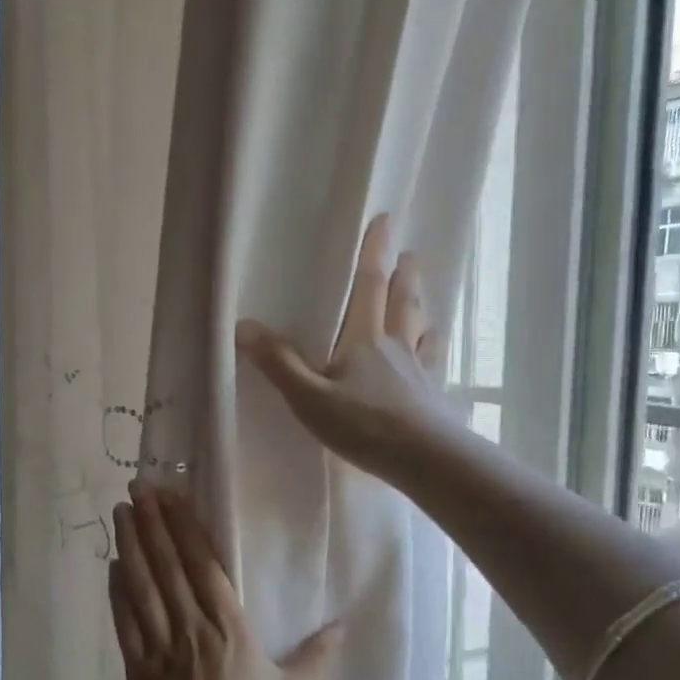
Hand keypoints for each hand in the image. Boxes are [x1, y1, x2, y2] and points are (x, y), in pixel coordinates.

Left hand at [109, 480, 340, 679]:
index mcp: (229, 627)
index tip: (170, 496)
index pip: (203, 564)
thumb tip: (346, 624)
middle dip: (152, 524)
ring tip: (121, 514)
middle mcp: (190, 627)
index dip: (185, 528)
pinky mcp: (139, 671)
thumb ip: (318, 657)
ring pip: (142, 588)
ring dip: (130, 548)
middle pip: (167, 566)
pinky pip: (125, 624)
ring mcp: (160, 648)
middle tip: (137, 487)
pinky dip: (117, 594)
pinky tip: (111, 568)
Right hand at [234, 213, 456, 484]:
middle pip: (402, 302)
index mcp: (364, 340)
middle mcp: (395, 346)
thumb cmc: (363, 425)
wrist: (423, 458)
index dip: (373, 253)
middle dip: (404, 276)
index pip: (369, 286)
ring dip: (421, 308)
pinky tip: (435, 355)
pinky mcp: (434, 396)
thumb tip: (244, 325)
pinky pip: (434, 364)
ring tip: (423, 298)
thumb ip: (279, 364)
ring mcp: (419, 371)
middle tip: (410, 254)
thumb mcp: (309, 398)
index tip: (384, 220)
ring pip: (421, 329)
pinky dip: (434, 350)